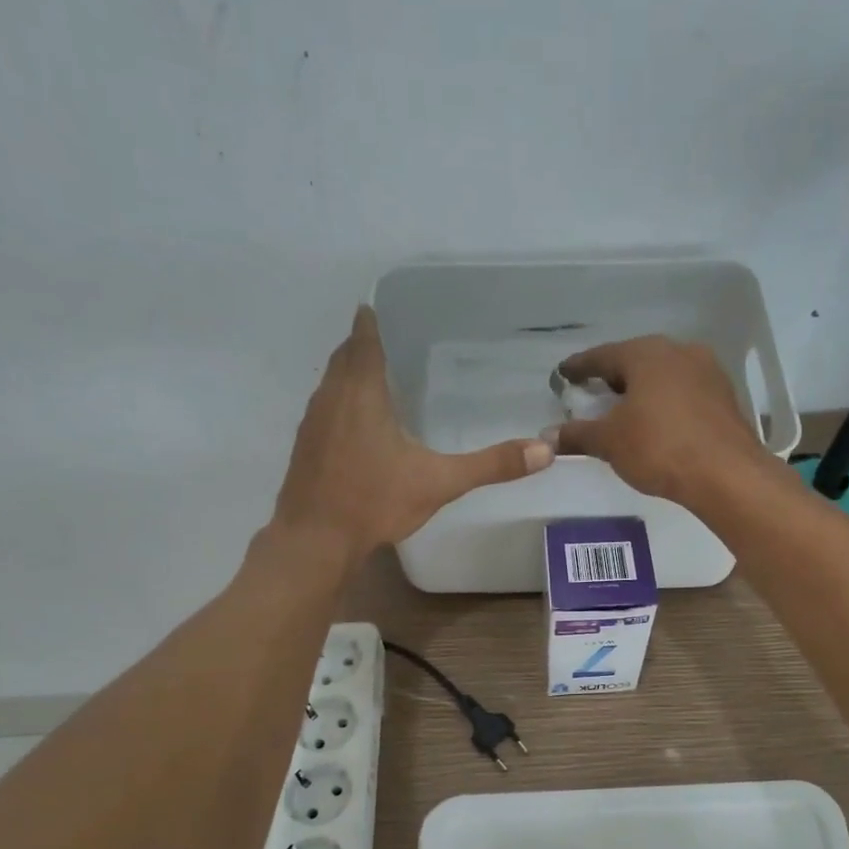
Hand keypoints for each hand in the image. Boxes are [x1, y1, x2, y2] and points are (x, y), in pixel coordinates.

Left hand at [273, 306, 553, 558]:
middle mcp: (331, 398)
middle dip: (361, 345)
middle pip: (343, 357)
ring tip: (375, 377)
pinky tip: (356, 425)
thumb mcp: (439, 482)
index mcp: (361, 393)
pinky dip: (339, 403)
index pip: (363, 341)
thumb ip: (491, 465)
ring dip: (348, 374)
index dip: (370, 322)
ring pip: (330, 384)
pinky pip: (324, 410)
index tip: (378, 307)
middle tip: (388, 340)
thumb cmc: (374, 501)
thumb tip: (544, 451)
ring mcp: (312, 423)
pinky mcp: (304, 448)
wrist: (315, 540)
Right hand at [549, 336, 769, 505]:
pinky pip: (683, 392)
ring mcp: (707, 372)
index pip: (602, 355)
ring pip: (663, 375)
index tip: (563, 374)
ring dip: (642, 390)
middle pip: (635, 360)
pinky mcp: (724, 396)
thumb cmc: (659, 447)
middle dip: (613, 377)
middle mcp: (678, 352)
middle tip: (593, 393)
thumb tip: (548, 436)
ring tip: (624, 410)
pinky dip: (664, 402)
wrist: (726, 474)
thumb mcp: (609, 442)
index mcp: (646, 353)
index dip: (579, 367)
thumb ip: (577, 435)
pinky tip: (657, 422)